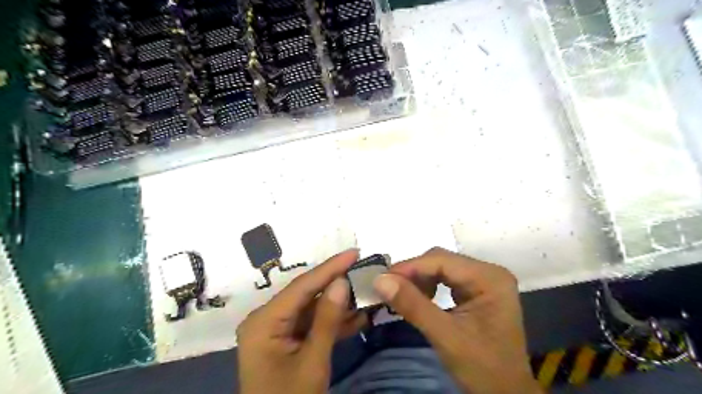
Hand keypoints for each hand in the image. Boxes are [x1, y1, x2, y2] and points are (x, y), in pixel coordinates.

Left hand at [238, 249, 367, 393]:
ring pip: (313, 308)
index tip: (354, 252)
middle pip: (307, 294)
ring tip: (366, 291)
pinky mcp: (287, 339)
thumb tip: (342, 282)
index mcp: (264, 321)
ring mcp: (277, 329)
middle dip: (337, 284)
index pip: (302, 286)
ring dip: (339, 304)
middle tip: (363, 269)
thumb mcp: (312, 362)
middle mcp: (267, 318)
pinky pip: (312, 323)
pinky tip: (357, 316)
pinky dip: (333, 322)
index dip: (330, 267)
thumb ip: (327, 320)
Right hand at [372, 247, 541, 392]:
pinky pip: (446, 280)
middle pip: (442, 261)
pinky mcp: (477, 291)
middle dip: (413, 273)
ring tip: (401, 294)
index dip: (410, 267)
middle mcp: (489, 272)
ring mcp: (484, 281)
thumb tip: (379, 280)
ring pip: (442, 269)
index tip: (382, 278)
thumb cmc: (482, 368)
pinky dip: (428, 287)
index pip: (442, 260)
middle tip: (388, 287)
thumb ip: (413, 305)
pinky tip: (419, 298)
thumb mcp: (445, 336)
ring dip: (419, 280)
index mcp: (489, 278)